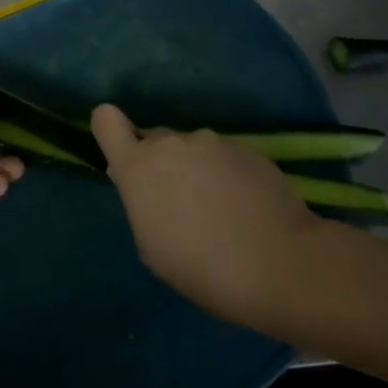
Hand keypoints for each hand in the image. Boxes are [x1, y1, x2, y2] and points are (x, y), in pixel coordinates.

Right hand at [91, 104, 320, 326]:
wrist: (282, 265)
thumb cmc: (202, 267)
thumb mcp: (152, 247)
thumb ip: (141, 204)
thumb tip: (144, 186)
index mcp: (138, 165)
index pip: (105, 120)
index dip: (110, 131)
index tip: (123, 156)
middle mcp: (171, 143)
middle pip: (153, 140)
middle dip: (160, 164)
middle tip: (180, 204)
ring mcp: (212, 142)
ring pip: (191, 150)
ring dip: (196, 170)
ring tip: (220, 211)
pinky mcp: (248, 149)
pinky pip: (225, 158)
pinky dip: (228, 176)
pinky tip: (246, 209)